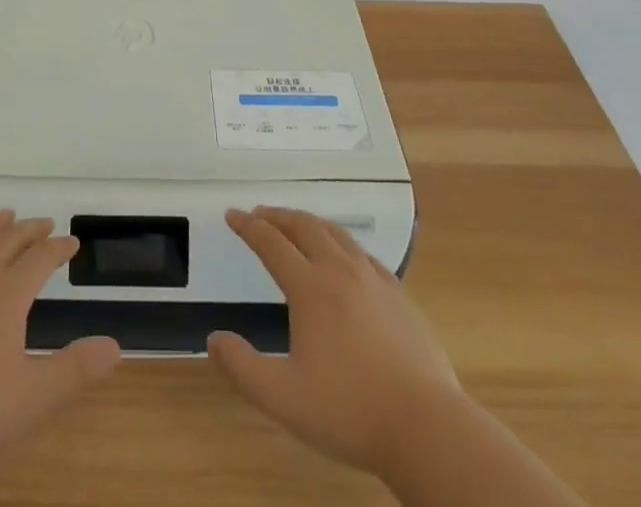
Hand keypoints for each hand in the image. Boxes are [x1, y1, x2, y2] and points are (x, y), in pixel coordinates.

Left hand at [0, 210, 121, 459]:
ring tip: (5, 214)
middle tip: (44, 221)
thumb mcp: (31, 396)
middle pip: (8, 240)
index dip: (58, 249)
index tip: (71, 241)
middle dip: (29, 229)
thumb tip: (116, 346)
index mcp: (9, 294)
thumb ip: (74, 370)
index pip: (40, 259)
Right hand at [209, 206, 460, 474]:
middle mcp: (340, 270)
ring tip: (296, 226)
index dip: (248, 226)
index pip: (271, 243)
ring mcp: (374, 279)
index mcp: (310, 288)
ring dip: (309, 223)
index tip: (232, 214)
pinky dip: (341, 242)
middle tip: (260, 215)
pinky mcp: (399, 294)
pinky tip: (344, 257)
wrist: (426, 427)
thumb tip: (214, 339)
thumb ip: (243, 368)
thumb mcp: (283, 399)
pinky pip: (363, 253)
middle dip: (277, 216)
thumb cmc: (350, 412)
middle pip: (304, 226)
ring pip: (335, 233)